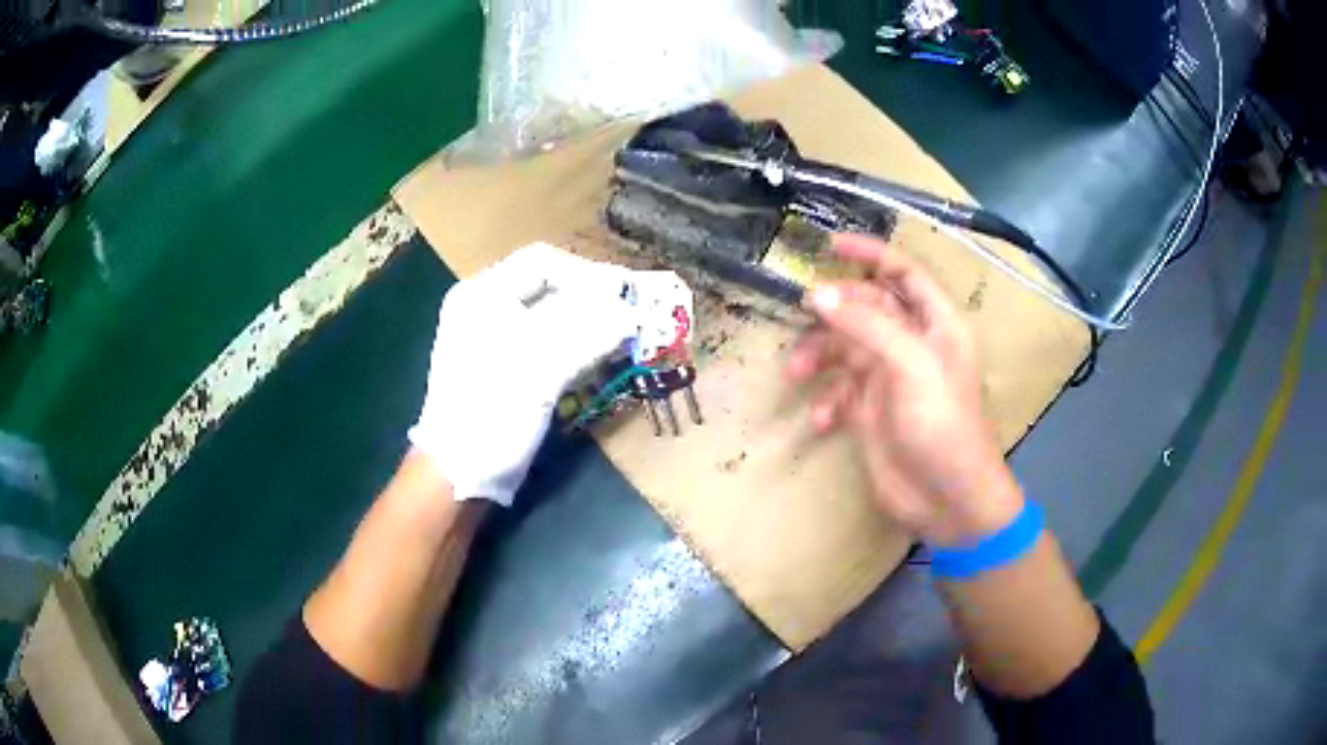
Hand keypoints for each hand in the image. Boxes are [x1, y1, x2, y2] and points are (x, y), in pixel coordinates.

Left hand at [410, 243, 637, 505]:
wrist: (458, 475)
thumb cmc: (489, 414)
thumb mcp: (539, 368)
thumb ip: (588, 333)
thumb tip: (633, 314)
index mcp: (482, 294)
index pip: (543, 263)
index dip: (588, 274)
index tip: (626, 295)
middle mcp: (486, 308)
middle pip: (548, 287)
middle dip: (592, 299)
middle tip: (631, 314)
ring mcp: (495, 339)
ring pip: (552, 316)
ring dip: (589, 323)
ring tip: (623, 336)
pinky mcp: (507, 368)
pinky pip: (549, 342)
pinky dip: (578, 345)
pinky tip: (601, 356)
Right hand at [786, 234, 1023, 546]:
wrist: (946, 499)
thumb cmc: (942, 424)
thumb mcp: (911, 366)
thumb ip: (866, 326)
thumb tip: (816, 295)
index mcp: (935, 324)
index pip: (903, 273)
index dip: (870, 254)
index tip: (829, 246)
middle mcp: (911, 344)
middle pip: (866, 308)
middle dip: (834, 309)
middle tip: (803, 312)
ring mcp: (888, 378)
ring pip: (844, 348)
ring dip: (818, 356)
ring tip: (797, 374)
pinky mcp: (869, 412)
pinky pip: (838, 391)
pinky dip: (825, 400)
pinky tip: (823, 420)